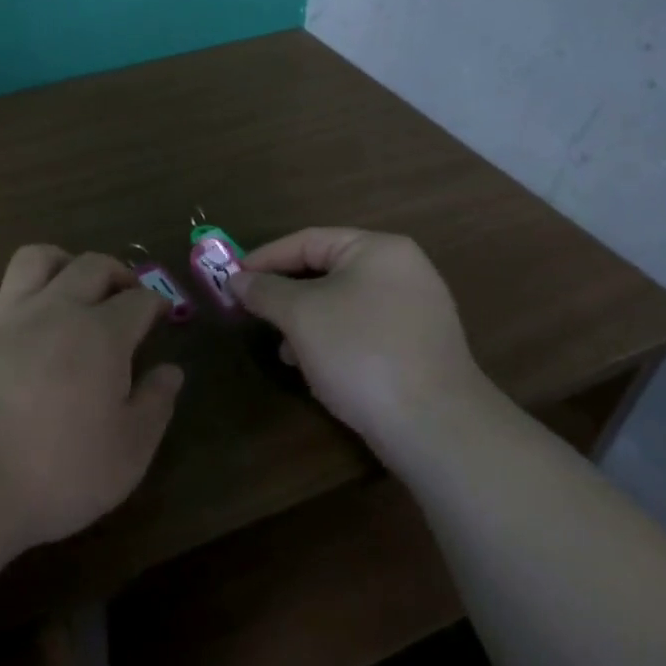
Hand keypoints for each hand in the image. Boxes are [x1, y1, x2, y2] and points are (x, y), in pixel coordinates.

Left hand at [0, 246, 183, 553]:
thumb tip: (172, 371)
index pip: (139, 301)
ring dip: (58, 261)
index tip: (162, 315)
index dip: (156, 303)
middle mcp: (56, 309)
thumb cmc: (58, 472)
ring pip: (34, 258)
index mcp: (102, 334)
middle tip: (124, 293)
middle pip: (91, 265)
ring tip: (67, 281)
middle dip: (116, 271)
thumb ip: (155, 405)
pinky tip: (6, 304)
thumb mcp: (128, 452)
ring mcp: (6, 315)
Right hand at [229, 228, 491, 450]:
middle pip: (326, 271)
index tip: (231, 278)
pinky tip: (314, 369)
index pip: (308, 240)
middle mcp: (402, 271)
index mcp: (378, 250)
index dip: (265, 257)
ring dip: (305, 322)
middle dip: (285, 294)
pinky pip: (362, 331)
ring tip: (281, 349)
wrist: (434, 424)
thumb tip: (237, 279)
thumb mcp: (301, 315)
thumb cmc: (360, 351)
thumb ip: (265, 291)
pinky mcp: (417, 347)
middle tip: (251, 312)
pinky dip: (332, 341)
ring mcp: (415, 310)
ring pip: (342, 304)